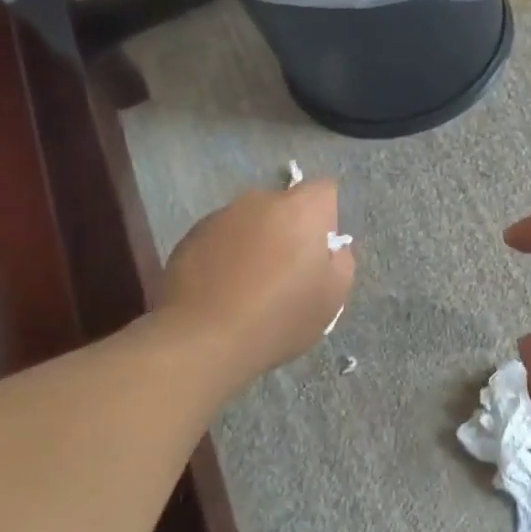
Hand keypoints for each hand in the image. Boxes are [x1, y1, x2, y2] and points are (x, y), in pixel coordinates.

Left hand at [158, 179, 354, 387]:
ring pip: (250, 221)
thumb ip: (341, 262)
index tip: (321, 250)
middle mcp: (259, 201)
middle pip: (284, 205)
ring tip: (249, 285)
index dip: (327, 217)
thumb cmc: (279, 318)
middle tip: (287, 271)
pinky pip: (220, 239)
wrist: (202, 340)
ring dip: (255, 242)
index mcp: (301, 209)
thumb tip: (331, 249)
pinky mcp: (189, 237)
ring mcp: (220, 216)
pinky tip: (221, 290)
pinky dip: (225, 255)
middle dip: (289, 228)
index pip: (324, 190)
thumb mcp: (332, 298)